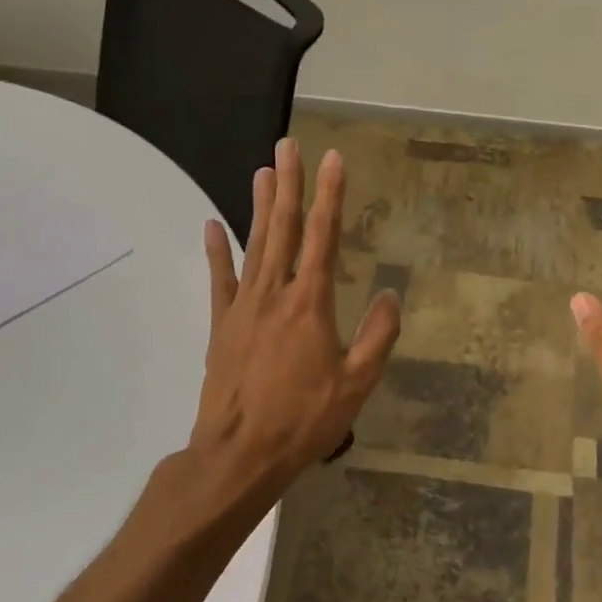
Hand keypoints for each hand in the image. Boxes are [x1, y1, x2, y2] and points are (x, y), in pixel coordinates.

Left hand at [190, 138, 400, 487]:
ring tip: (263, 171)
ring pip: (254, 244)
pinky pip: (219, 279)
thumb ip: (377, 336)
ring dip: (260, 205)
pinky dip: (216, 251)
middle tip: (288, 146)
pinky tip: (212, 225)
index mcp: (310, 302)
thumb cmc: (303, 420)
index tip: (334, 159)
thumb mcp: (356, 383)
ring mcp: (243, 306)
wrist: (238, 455)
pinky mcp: (221, 325)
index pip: (324, 235)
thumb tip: (390, 295)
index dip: (330, 194)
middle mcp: (275, 293)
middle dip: (289, 184)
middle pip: (283, 227)